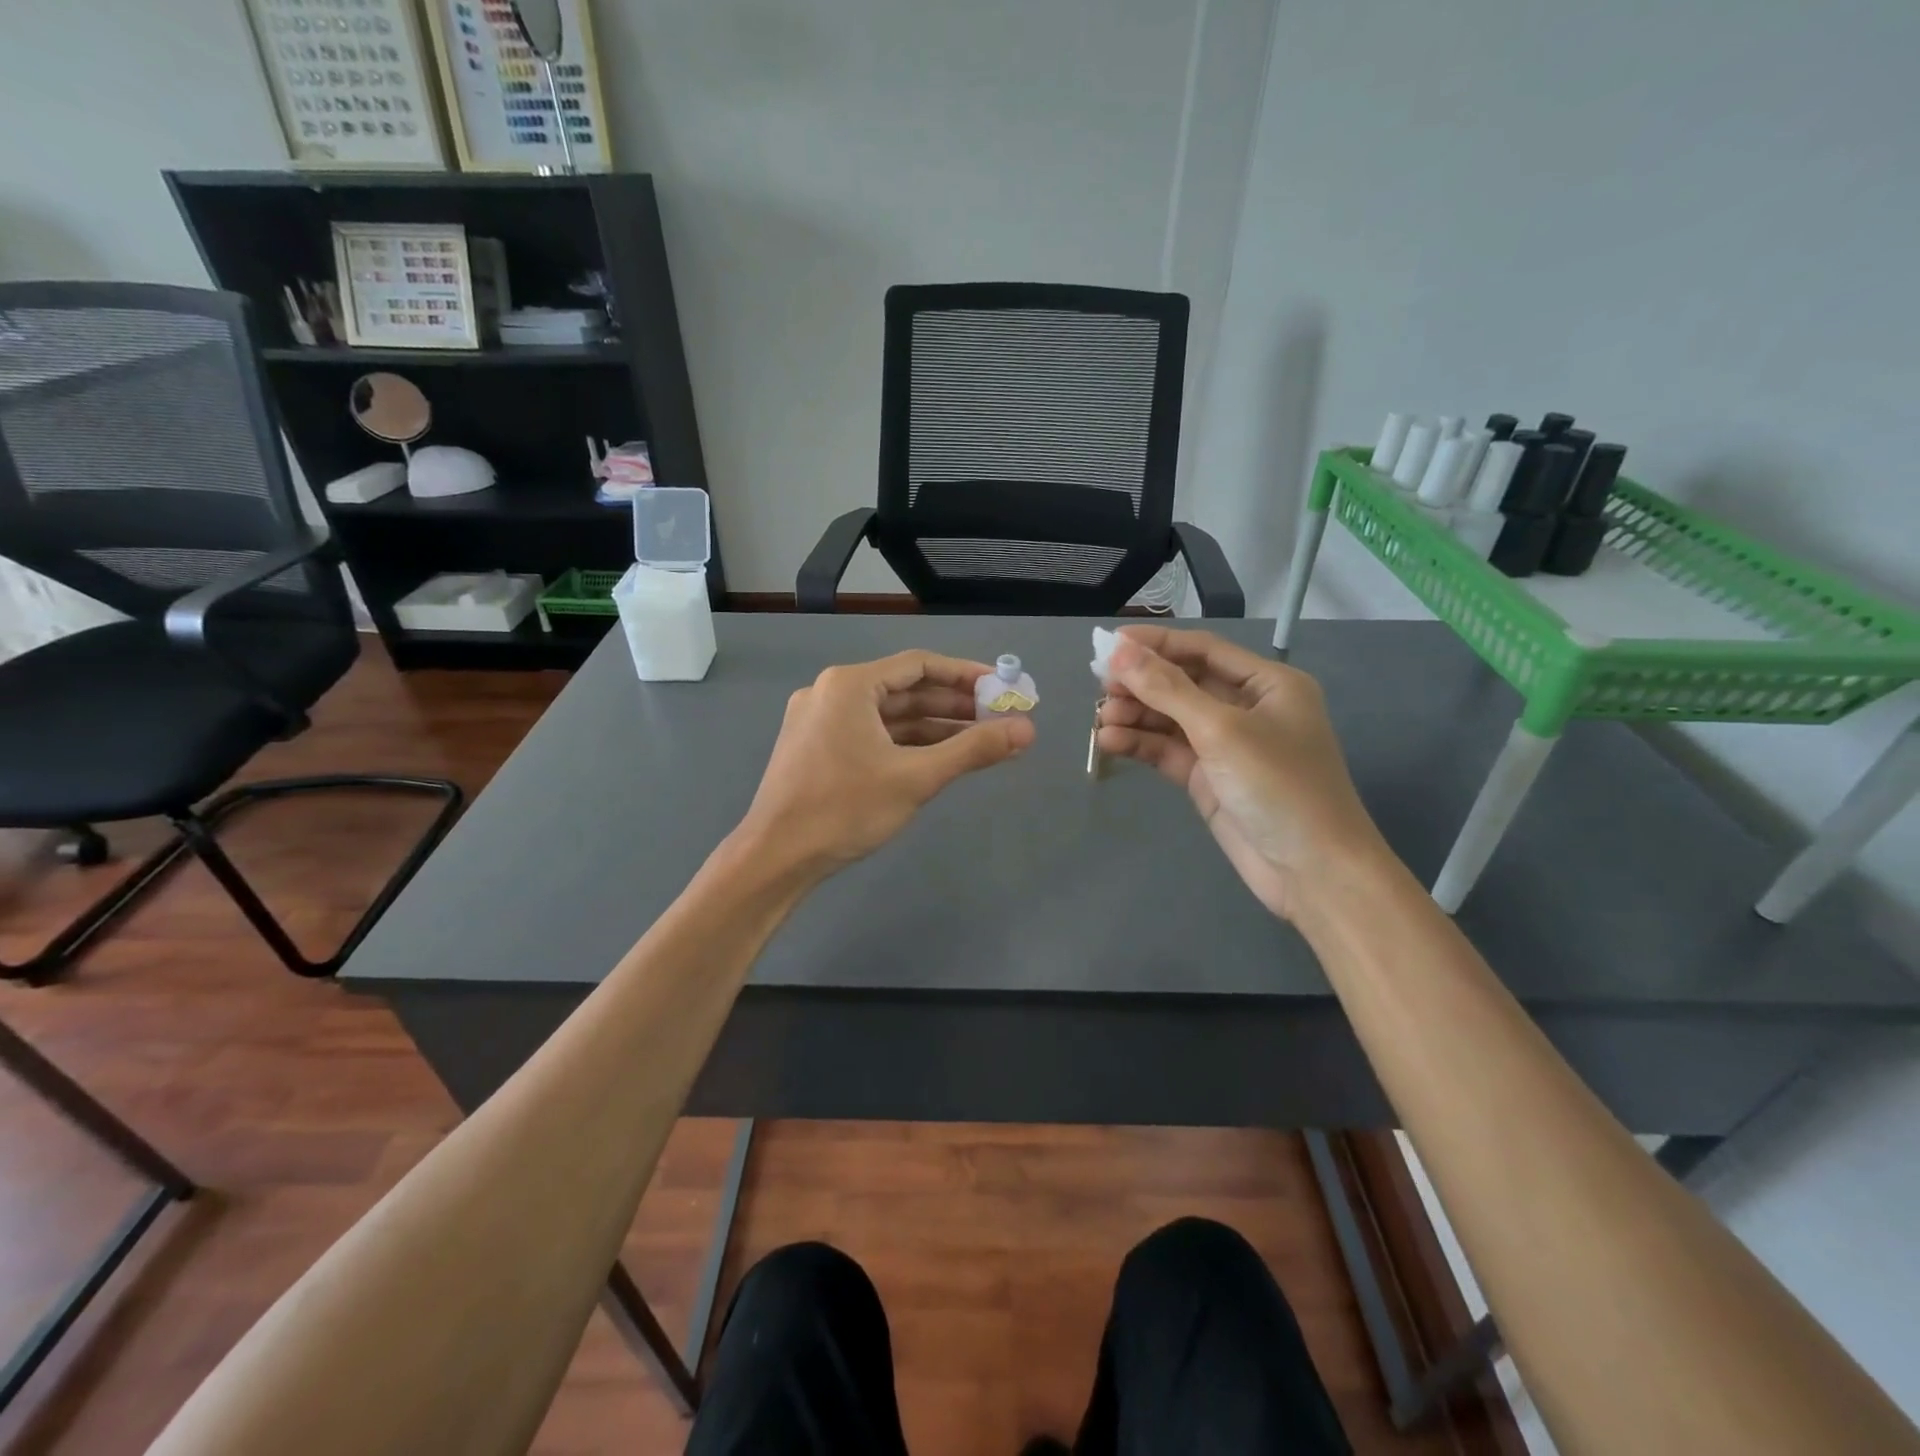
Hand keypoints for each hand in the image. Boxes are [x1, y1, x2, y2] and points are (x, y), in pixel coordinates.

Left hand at [740, 650, 1034, 880]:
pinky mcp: (818, 748)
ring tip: (979, 740)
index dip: (965, 675)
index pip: (919, 665)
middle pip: (904, 690)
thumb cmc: (844, 809)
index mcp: (850, 685)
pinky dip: (905, 744)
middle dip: (953, 705)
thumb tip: (1026, 730)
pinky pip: (871, 735)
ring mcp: (820, 721)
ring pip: (888, 716)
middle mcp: (832, 693)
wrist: (776, 858)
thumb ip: (973, 750)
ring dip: (932, 727)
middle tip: (998, 718)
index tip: (1001, 688)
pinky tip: (938, 757)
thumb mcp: (916, 777)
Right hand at [1096, 627, 1387, 920]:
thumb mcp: (1221, 730)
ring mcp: (1225, 746)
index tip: (1109, 644)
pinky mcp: (1208, 778)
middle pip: (1183, 682)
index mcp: (1267, 683)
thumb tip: (1119, 652)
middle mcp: (1246, 708)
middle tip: (1099, 684)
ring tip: (1100, 718)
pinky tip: (1109, 741)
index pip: (1203, 649)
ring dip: (1136, 714)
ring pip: (1171, 718)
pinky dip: (1140, 744)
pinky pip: (1168, 750)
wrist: (1311, 871)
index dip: (1157, 644)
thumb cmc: (1279, 786)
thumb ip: (1168, 690)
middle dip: (1142, 682)